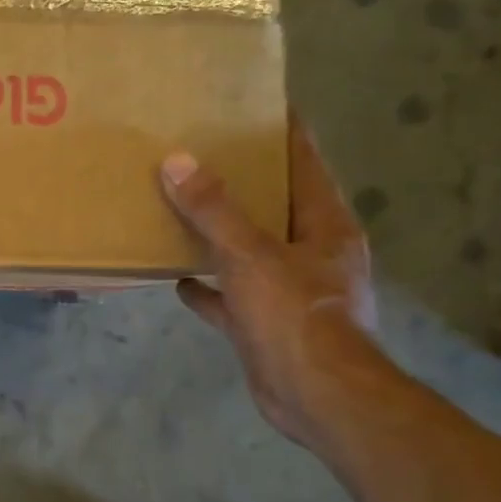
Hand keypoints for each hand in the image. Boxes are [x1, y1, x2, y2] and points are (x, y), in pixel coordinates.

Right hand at [159, 118, 381, 448]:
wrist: (317, 398)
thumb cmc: (295, 316)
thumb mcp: (250, 255)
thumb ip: (213, 210)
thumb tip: (177, 161)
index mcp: (324, 224)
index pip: (304, 161)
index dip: (282, 131)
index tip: (252, 102)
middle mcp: (312, 251)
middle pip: (274, 203)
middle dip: (239, 180)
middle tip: (197, 151)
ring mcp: (289, 290)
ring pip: (249, 249)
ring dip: (219, 233)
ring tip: (179, 207)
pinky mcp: (265, 323)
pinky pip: (230, 294)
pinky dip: (207, 286)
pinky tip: (176, 277)